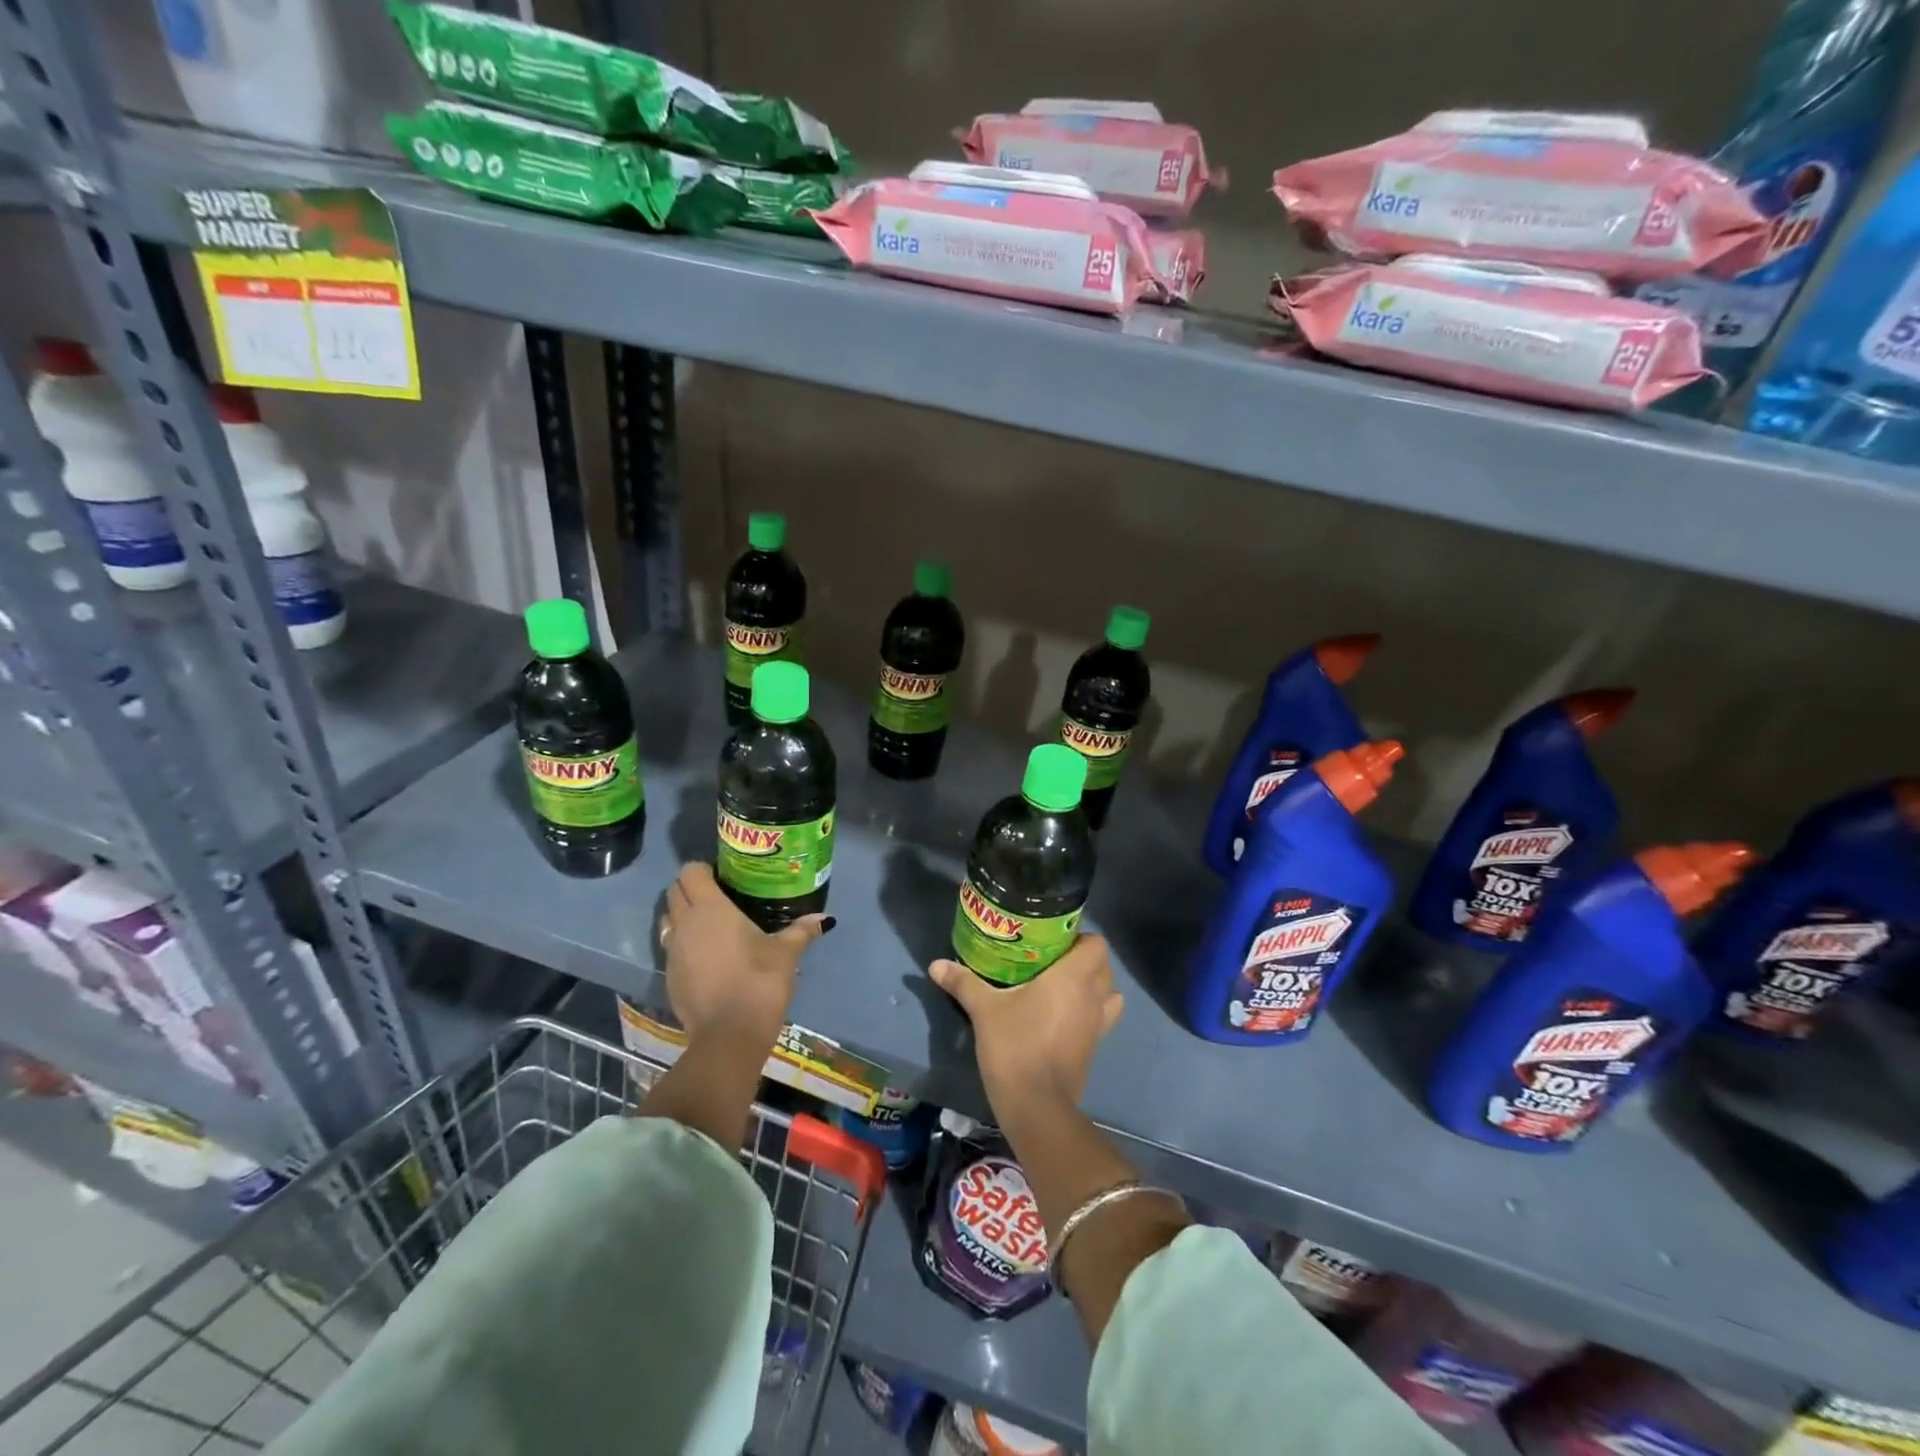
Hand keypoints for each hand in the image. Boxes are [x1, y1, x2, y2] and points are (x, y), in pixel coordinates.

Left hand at [659, 863, 829, 1045]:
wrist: (728, 1036)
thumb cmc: (758, 982)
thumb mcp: (786, 953)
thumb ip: (801, 931)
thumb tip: (825, 919)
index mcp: (710, 908)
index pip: (690, 872)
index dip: (703, 869)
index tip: (722, 875)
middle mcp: (684, 924)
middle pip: (675, 892)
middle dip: (691, 888)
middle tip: (719, 895)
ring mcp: (672, 952)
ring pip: (668, 920)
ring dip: (682, 915)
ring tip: (711, 924)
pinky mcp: (668, 977)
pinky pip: (671, 947)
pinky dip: (684, 943)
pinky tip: (707, 956)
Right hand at [929, 936, 1123, 1109]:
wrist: (1035, 1104)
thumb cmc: (1015, 1045)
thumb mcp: (984, 1010)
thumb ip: (963, 982)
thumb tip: (936, 964)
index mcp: (1073, 978)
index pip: (1097, 945)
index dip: (1081, 938)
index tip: (1055, 941)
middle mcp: (1092, 997)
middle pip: (1104, 967)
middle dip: (1085, 960)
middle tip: (1053, 960)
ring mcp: (1097, 1025)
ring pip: (1109, 994)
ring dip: (1095, 987)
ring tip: (1065, 987)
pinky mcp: (1094, 1048)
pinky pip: (1102, 1019)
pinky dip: (1091, 1012)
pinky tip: (1063, 1016)